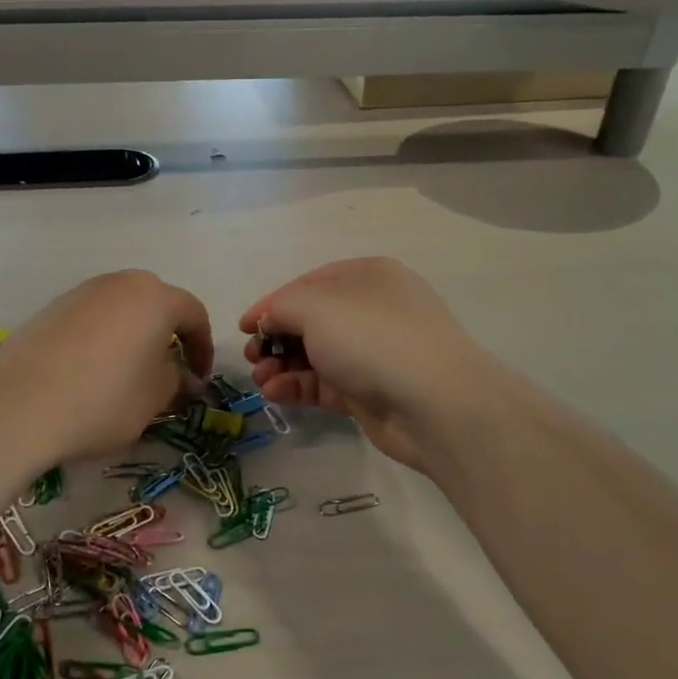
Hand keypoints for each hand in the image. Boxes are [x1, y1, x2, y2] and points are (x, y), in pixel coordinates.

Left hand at [0, 270, 212, 462]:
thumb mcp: (154, 398)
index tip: (198, 379)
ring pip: (120, 309)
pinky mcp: (50, 309)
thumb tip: (185, 377)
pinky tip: (90, 373)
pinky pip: (90, 319)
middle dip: (167, 335)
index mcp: (155, 298)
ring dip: (132, 335)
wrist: (20, 405)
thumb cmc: (105, 399)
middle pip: (155, 303)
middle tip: (166, 371)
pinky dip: (101, 339)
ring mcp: (81, 292)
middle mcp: (119, 283)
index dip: (202, 348)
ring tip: (127, 373)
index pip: (193, 314)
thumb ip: (177, 380)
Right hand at [240, 257, 492, 475]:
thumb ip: (281, 307)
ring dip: (281, 365)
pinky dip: (297, 387)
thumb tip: (268, 321)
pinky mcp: (369, 391)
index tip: (243, 326)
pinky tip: (275, 394)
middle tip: (251, 356)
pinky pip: (324, 383)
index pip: (307, 284)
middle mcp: (370, 310)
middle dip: (275, 338)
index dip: (272, 304)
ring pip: (314, 354)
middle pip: (310, 321)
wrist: (434, 402)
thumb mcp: (315, 306)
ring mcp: (372, 352)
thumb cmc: (371, 337)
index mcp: (366, 276)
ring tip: (260, 379)